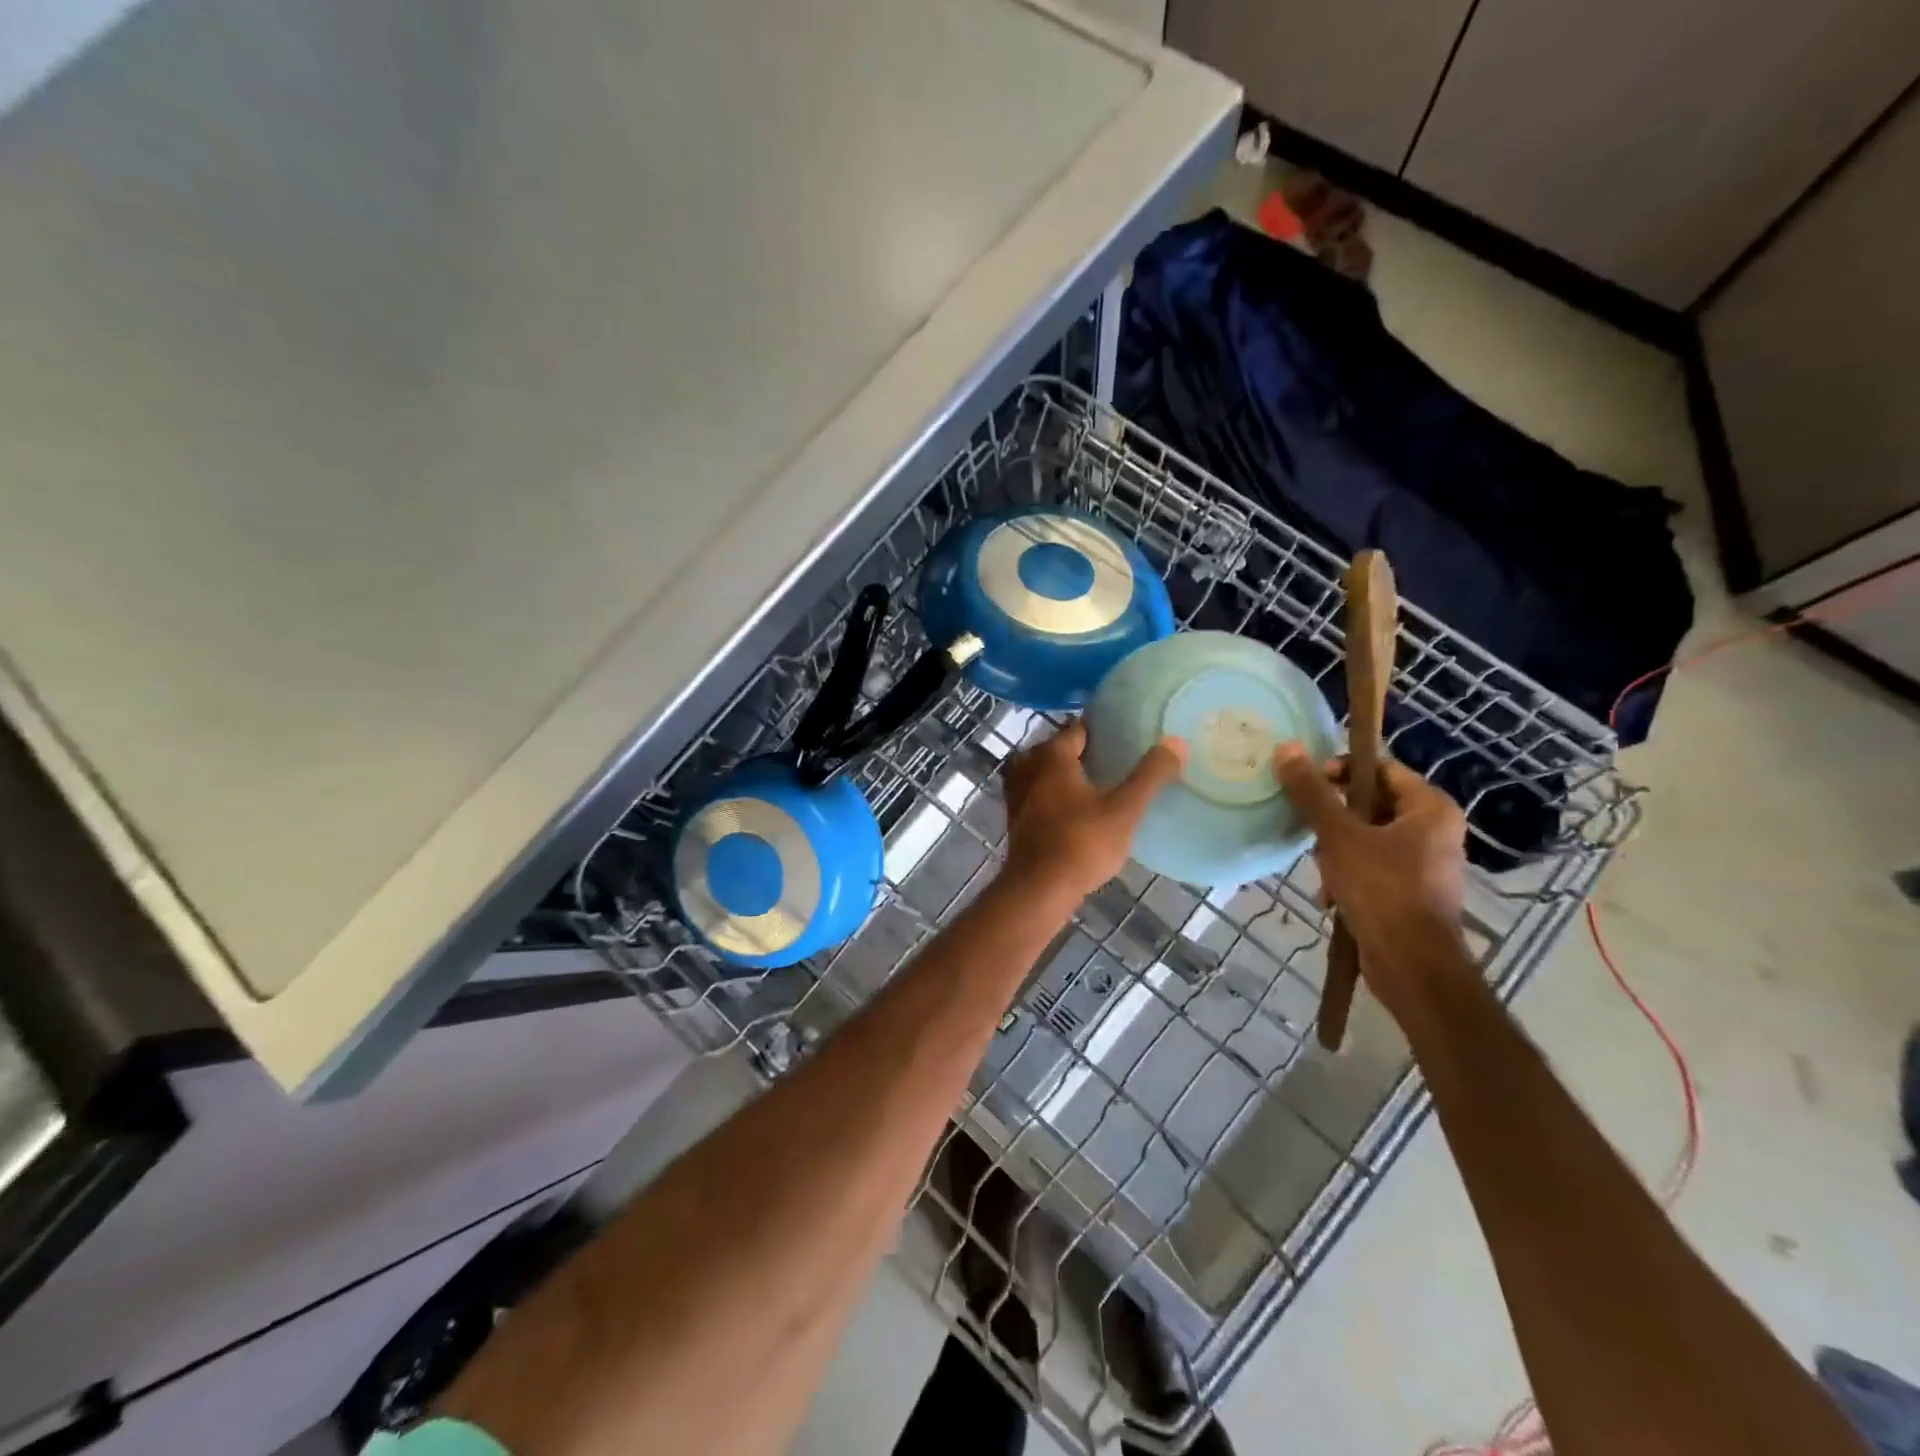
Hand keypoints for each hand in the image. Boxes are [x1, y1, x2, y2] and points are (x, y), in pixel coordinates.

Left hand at [1001, 721, 1185, 905]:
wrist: (1039, 890)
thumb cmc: (1082, 843)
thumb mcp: (1124, 809)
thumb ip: (1150, 775)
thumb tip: (1175, 741)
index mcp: (1052, 756)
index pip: (1077, 730)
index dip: (1101, 730)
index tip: (1125, 734)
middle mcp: (1028, 768)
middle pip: (1058, 750)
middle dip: (1082, 752)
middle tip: (1115, 760)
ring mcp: (1017, 795)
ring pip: (1044, 773)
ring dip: (1066, 775)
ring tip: (1097, 784)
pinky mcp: (1016, 820)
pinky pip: (1037, 796)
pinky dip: (1054, 796)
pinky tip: (1076, 810)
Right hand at [1273, 742, 1467, 959]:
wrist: (1412, 966)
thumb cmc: (1382, 890)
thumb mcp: (1338, 836)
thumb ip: (1312, 793)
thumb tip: (1286, 749)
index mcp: (1430, 807)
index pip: (1379, 768)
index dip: (1340, 770)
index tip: (1309, 787)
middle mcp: (1435, 829)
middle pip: (1370, 803)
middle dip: (1333, 820)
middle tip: (1311, 832)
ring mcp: (1425, 862)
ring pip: (1366, 837)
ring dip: (1335, 851)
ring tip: (1320, 871)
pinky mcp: (1411, 890)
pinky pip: (1373, 867)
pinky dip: (1348, 875)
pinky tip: (1329, 895)